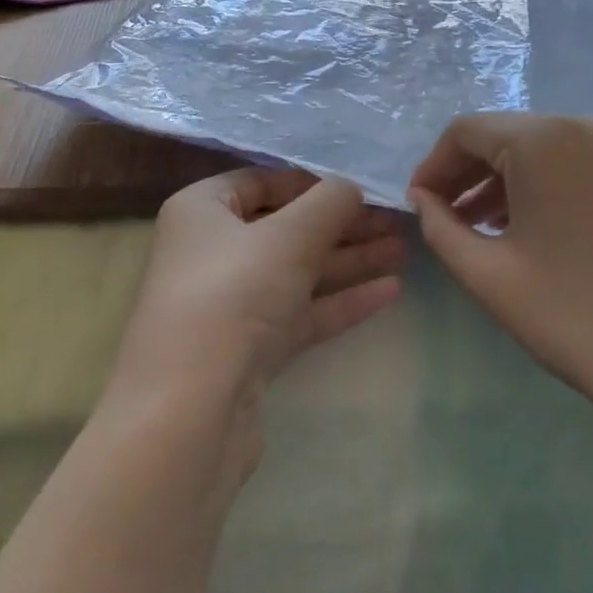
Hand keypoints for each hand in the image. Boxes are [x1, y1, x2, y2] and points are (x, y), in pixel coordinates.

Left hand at [108, 170, 404, 461]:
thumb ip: (328, 203)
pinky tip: (390, 291)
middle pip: (284, 228)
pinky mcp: (248, 349)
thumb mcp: (288, 236)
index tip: (359, 187)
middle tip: (395, 220)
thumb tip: (350, 187)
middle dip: (340, 224)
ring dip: (348, 261)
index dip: (311, 182)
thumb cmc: (233, 295)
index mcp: (202, 211)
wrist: (190, 411)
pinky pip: (300, 313)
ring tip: (403, 249)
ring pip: (297, 272)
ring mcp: (229, 304)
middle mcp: (210, 252)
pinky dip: (340, 301)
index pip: (261, 182)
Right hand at [408, 116, 592, 484]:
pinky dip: (557, 190)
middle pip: (511, 137)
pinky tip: (551, 236)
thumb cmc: (578, 320)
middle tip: (450, 221)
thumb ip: (440, 227)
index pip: (466, 131)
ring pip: (552, 153)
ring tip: (493, 231)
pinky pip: (591, 170)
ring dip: (512, 184)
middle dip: (471, 175)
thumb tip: (425, 200)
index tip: (419, 207)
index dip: (434, 166)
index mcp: (545, 139)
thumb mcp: (488, 275)